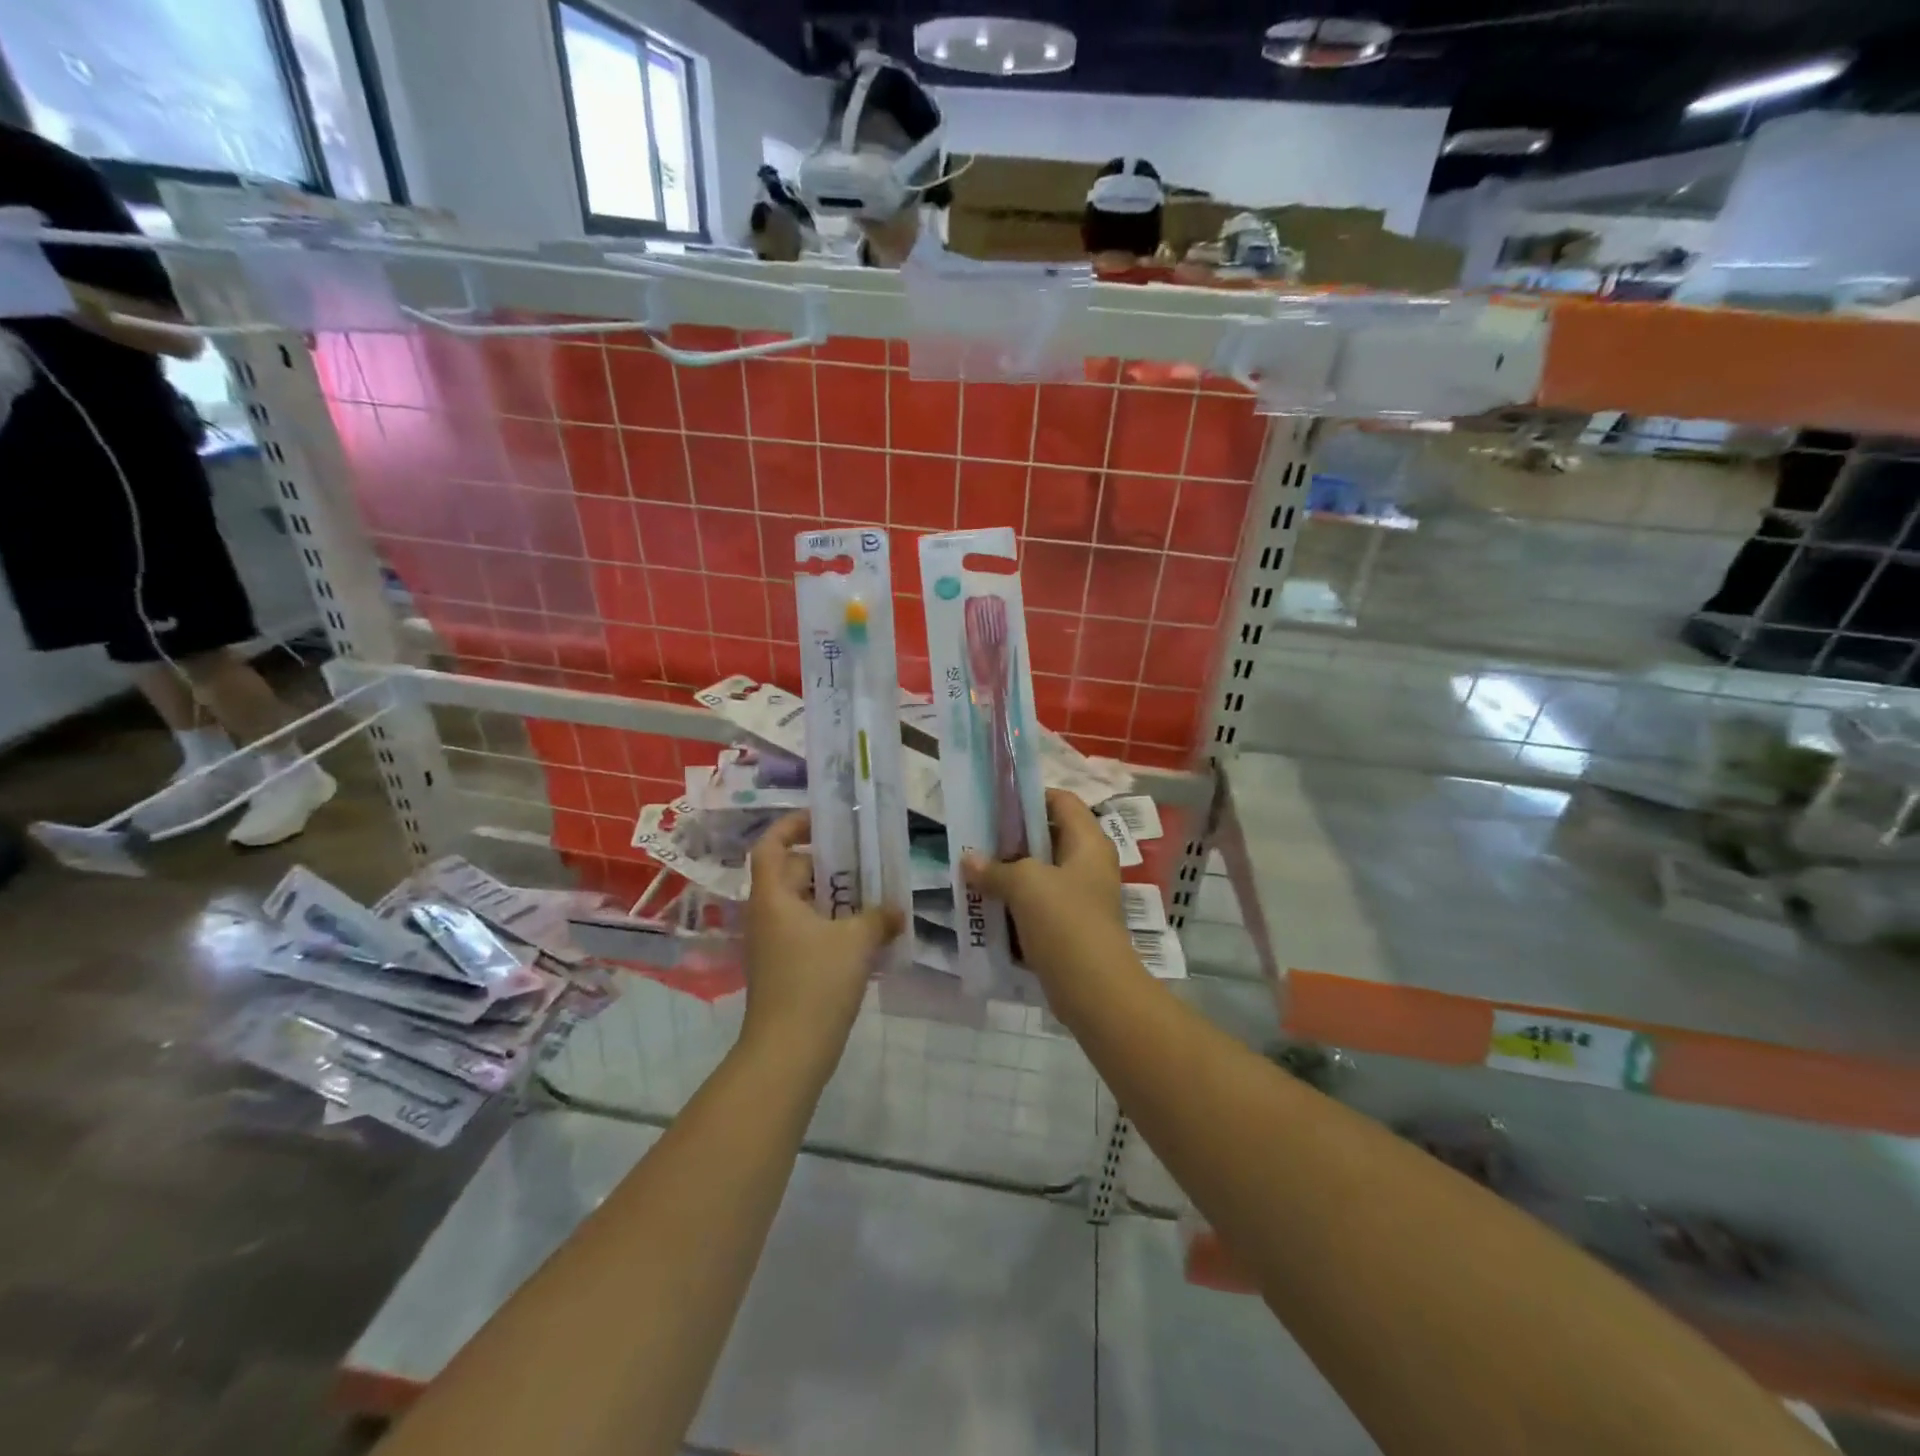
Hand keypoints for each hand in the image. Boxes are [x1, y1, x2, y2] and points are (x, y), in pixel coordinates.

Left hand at [742, 813, 903, 1063]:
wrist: (789, 1053)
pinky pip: (811, 930)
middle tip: (868, 856)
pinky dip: (836, 924)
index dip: (793, 825)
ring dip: (837, 896)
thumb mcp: (855, 942)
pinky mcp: (788, 968)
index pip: (771, 845)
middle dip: (830, 863)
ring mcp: (776, 943)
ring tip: (876, 890)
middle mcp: (769, 915)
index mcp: (773, 897)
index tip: (827, 819)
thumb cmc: (815, 984)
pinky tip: (870, 932)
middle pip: (794, 872)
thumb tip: (896, 910)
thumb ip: (878, 917)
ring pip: (806, 904)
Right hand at [960, 790, 1131, 995]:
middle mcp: (1088, 864)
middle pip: (1048, 837)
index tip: (994, 805)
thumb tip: (969, 860)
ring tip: (973, 872)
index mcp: (1088, 842)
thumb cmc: (1065, 921)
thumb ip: (995, 868)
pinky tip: (986, 907)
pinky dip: (1014, 905)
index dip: (1029, 797)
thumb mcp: (1025, 885)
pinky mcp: (1069, 927)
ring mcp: (1080, 897)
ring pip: (1040, 874)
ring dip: (1009, 874)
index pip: (1061, 800)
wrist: (1094, 990)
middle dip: (1011, 839)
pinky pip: (1037, 906)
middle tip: (975, 840)